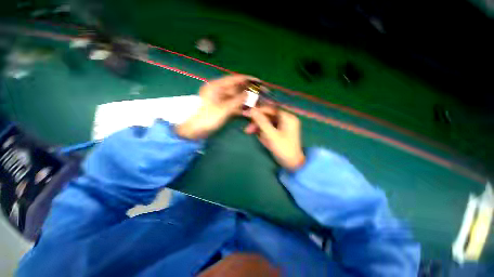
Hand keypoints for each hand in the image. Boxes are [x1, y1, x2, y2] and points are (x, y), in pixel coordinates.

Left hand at [176, 75, 256, 139]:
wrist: (194, 131)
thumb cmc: (206, 118)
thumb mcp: (223, 109)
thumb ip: (237, 101)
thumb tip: (250, 93)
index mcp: (216, 86)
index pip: (235, 79)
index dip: (248, 80)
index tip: (259, 82)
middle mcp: (220, 91)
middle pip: (237, 89)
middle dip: (249, 92)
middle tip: (261, 95)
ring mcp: (222, 100)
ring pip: (237, 98)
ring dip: (246, 101)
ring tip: (258, 104)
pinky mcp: (223, 108)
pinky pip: (235, 106)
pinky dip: (241, 108)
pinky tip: (249, 111)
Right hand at [244, 106, 305, 170]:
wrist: (292, 163)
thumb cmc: (283, 149)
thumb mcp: (271, 135)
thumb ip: (261, 122)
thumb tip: (251, 110)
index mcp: (287, 117)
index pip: (270, 109)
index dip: (258, 110)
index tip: (247, 113)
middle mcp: (286, 119)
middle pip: (268, 116)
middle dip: (257, 122)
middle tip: (247, 128)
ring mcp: (283, 125)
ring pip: (267, 122)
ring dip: (258, 127)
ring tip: (249, 132)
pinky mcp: (280, 131)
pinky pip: (269, 128)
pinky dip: (263, 131)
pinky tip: (259, 136)